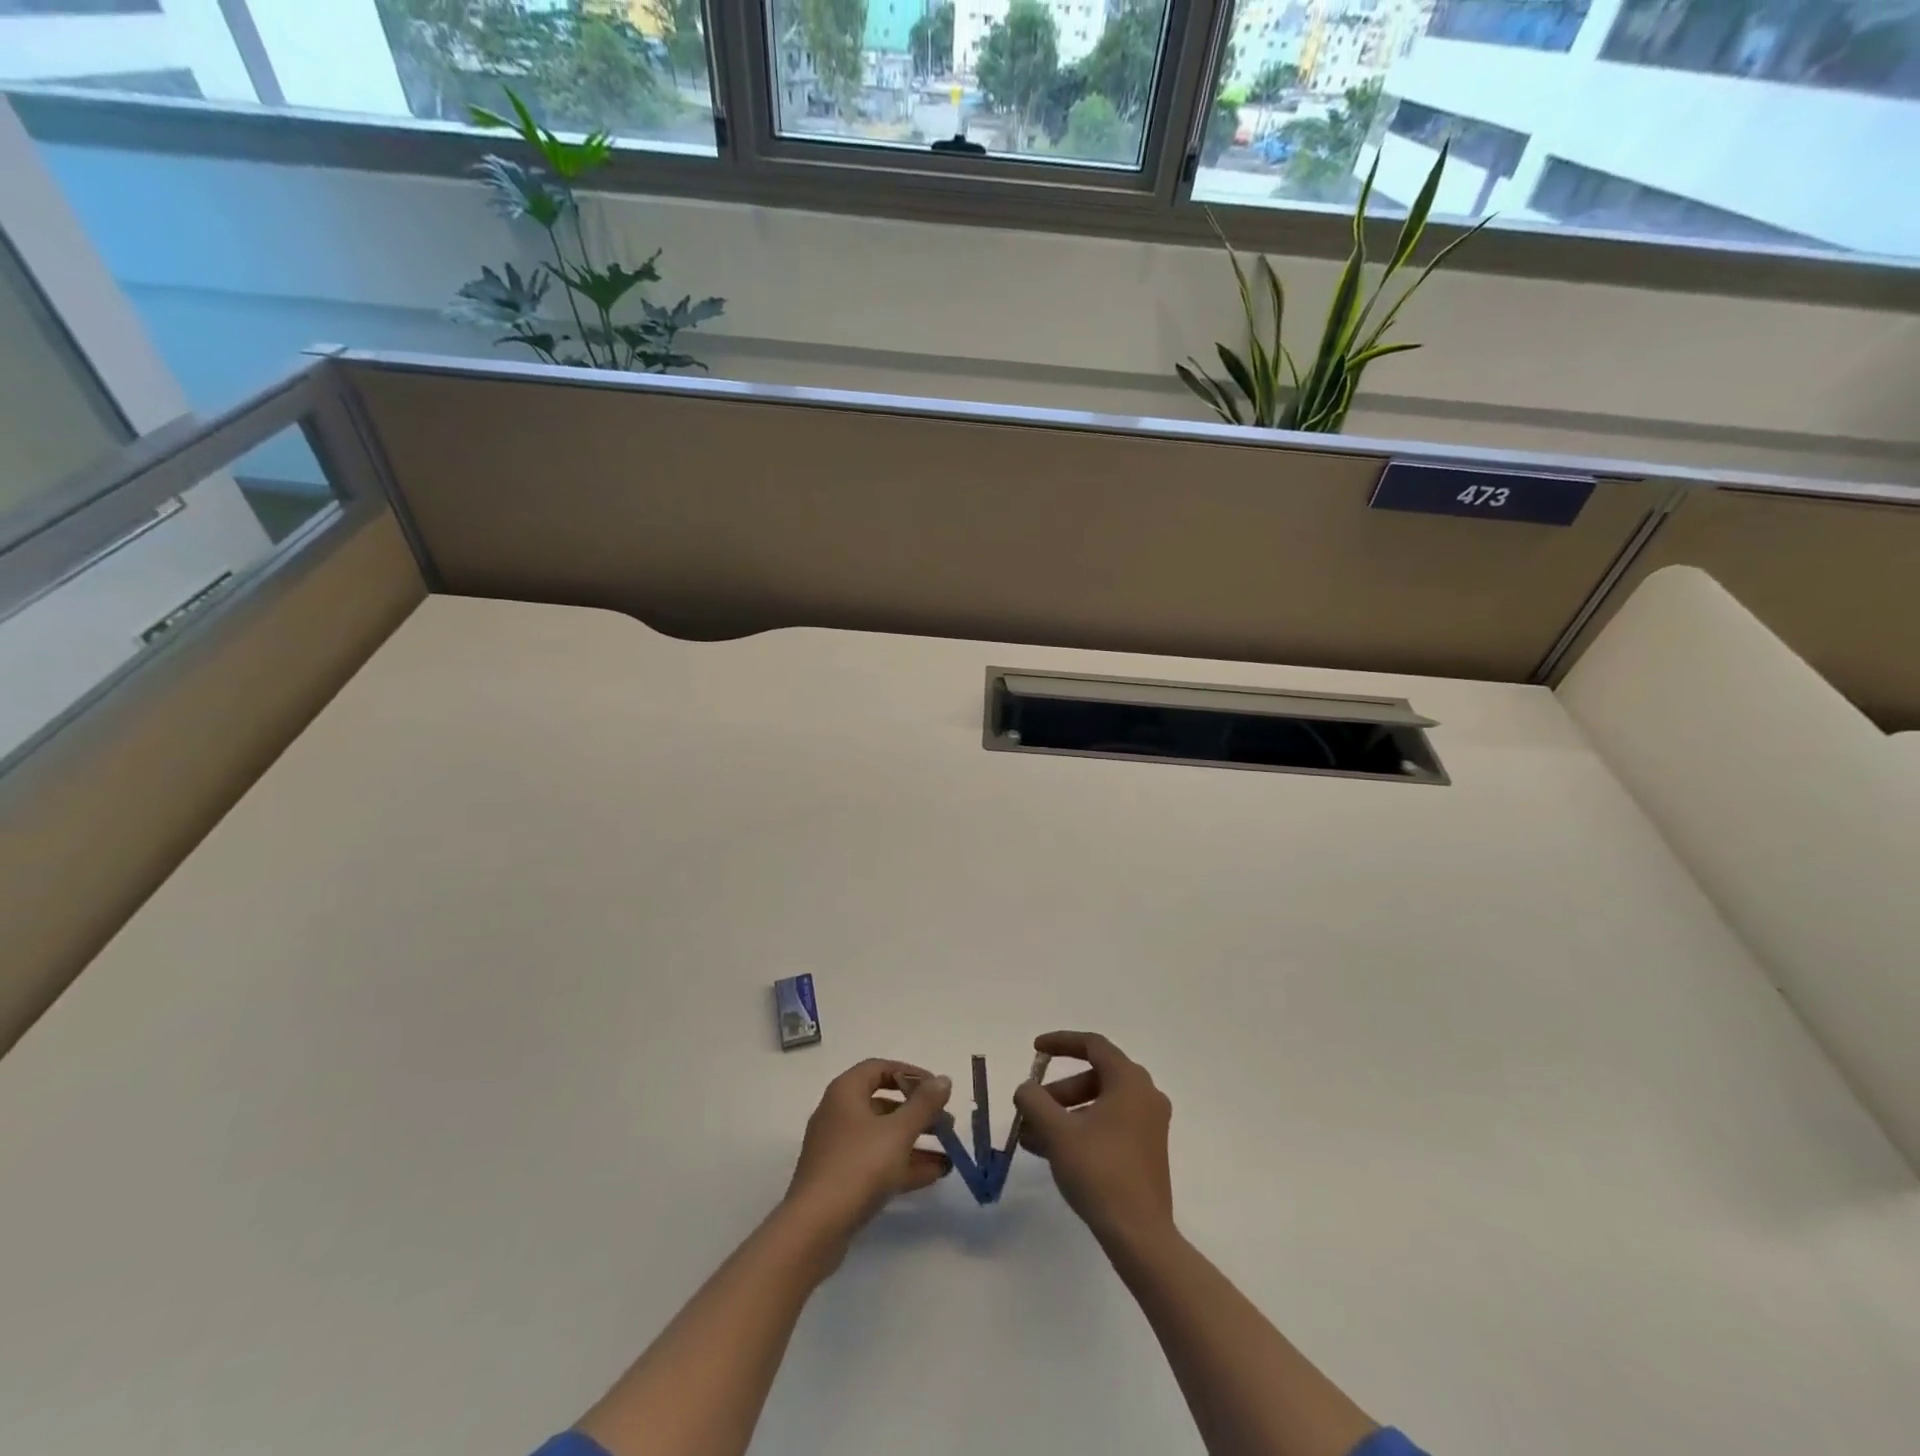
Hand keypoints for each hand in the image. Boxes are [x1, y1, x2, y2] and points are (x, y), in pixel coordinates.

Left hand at [782, 1059, 952, 1257]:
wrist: (814, 1229)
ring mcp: (839, 1149)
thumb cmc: (858, 1166)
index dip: (910, 1074)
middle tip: (947, 1124)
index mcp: (845, 1092)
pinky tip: (934, 1174)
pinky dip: (903, 1164)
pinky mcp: (841, 1180)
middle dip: (918, 1112)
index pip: (879, 1068)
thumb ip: (924, 1104)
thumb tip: (943, 1079)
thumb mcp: (898, 1132)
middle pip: (884, 1103)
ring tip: (949, 1152)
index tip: (936, 1088)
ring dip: (916, 1141)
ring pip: (883, 1136)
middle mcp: (839, 1114)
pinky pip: (877, 1162)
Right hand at [1013, 1031, 1173, 1248]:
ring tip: (1032, 1138)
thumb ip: (1035, 1101)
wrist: (1140, 1235)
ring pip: (1100, 1104)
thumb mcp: (1057, 1132)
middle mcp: (1145, 1095)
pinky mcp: (1148, 1151)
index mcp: (1129, 1080)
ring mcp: (1150, 1124)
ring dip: (1065, 1114)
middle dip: (1058, 1091)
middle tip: (1032, 1109)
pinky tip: (1054, 1153)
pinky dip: (1082, 1129)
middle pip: (1094, 1076)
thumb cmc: (1099, 1172)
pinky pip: (1110, 1125)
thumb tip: (1026, 1089)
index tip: (1035, 1049)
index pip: (1092, 1045)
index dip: (1060, 1042)